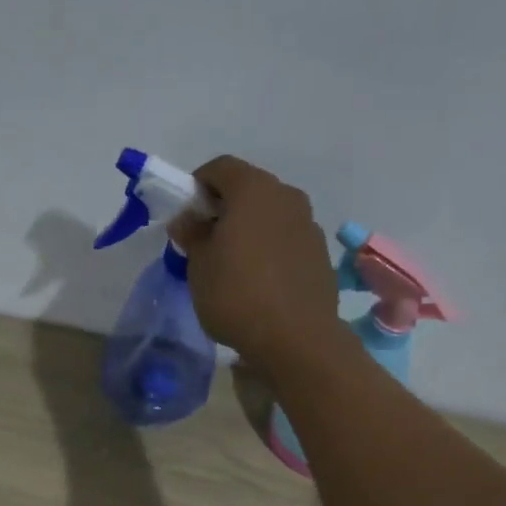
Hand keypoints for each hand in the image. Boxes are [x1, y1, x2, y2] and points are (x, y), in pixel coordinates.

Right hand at [168, 156, 340, 371]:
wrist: (295, 338)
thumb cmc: (236, 295)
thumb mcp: (199, 267)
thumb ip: (192, 235)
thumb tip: (187, 220)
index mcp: (254, 189)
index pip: (220, 167)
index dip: (197, 185)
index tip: (185, 215)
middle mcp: (287, 197)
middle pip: (249, 190)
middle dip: (225, 208)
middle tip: (206, 241)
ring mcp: (309, 225)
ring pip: (271, 216)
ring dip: (250, 230)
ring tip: (234, 265)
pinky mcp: (320, 255)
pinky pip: (287, 242)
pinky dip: (270, 251)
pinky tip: (259, 283)